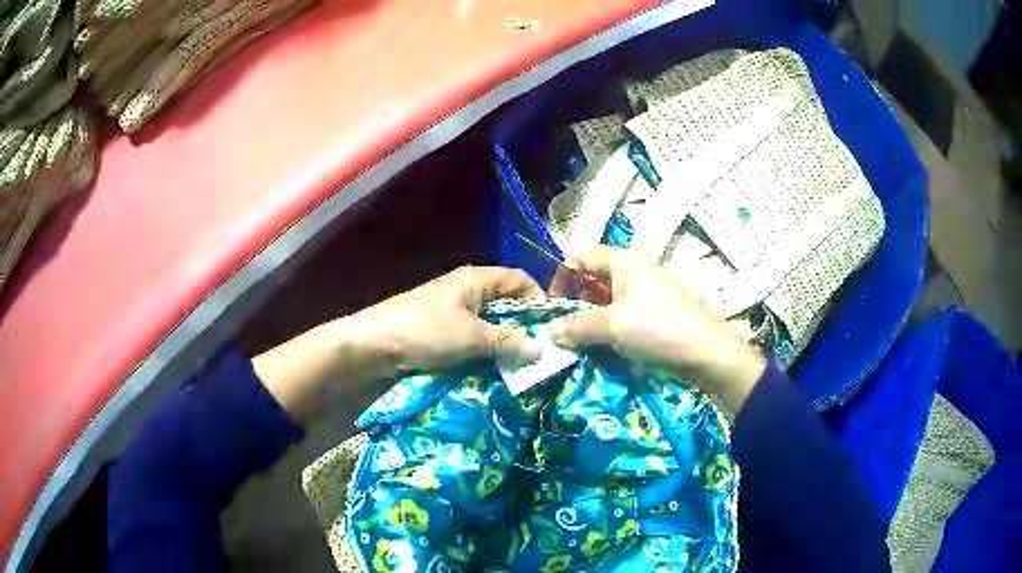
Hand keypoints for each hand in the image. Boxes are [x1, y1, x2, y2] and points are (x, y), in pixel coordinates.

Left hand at [253, 266, 543, 422]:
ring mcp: (453, 313)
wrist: (371, 346)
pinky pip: (473, 340)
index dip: (538, 299)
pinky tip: (495, 372)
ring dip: (505, 345)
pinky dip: (486, 353)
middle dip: (524, 328)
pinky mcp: (442, 333)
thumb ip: (508, 342)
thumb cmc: (423, 332)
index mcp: (476, 280)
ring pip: (490, 326)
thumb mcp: (470, 337)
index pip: (519, 280)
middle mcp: (467, 291)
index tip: (552, 329)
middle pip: (507, 304)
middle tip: (542, 355)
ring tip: (523, 368)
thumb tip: (543, 348)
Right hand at [546, 245, 765, 412]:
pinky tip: (605, 347)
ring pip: (606, 299)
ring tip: (581, 343)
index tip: (552, 308)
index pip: (578, 256)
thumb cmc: (658, 328)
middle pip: (591, 277)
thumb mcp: (612, 326)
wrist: (707, 352)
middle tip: (564, 331)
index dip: (560, 278)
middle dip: (574, 302)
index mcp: (622, 260)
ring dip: (590, 319)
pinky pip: (622, 313)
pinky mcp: (654, 311)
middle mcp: (633, 269)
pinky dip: (609, 327)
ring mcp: (646, 290)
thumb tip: (548, 331)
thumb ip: (576, 326)